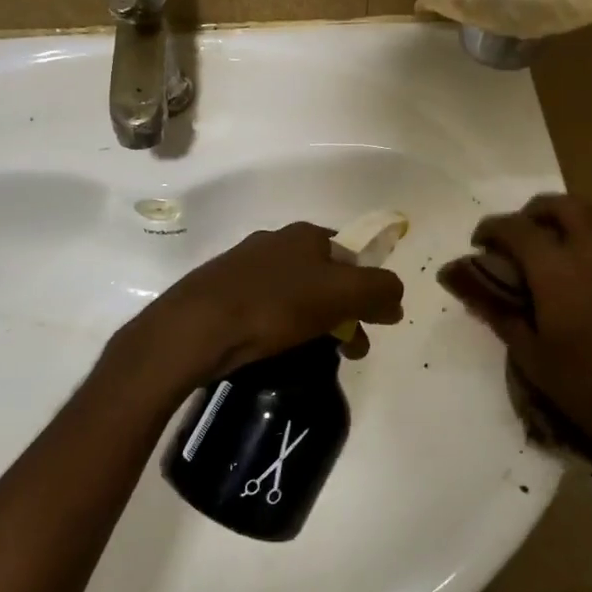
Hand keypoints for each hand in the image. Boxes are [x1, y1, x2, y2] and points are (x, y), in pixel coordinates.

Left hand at [136, 222, 405, 390]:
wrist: (196, 327)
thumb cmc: (274, 305)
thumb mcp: (341, 295)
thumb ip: (379, 290)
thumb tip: (395, 297)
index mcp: (306, 235)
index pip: (353, 255)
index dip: (370, 287)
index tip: (376, 322)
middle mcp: (276, 242)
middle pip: (326, 276)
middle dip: (346, 311)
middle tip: (351, 348)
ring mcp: (245, 266)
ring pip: (296, 293)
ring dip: (317, 322)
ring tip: (319, 356)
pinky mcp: (222, 291)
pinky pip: (267, 308)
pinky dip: (283, 327)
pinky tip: (279, 349)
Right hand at [439, 194, 591, 456]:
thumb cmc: (580, 384)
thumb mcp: (529, 354)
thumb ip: (499, 314)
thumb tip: (470, 291)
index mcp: (556, 271)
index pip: (518, 229)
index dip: (493, 228)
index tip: (479, 242)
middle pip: (566, 207)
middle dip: (537, 210)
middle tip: (521, 229)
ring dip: (586, 213)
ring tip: (569, 230)